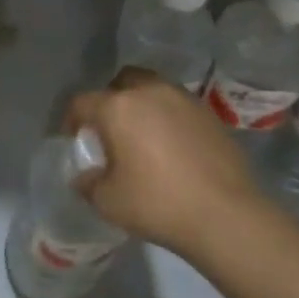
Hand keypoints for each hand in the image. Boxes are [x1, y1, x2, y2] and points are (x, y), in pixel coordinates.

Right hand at [66, 70, 264, 255]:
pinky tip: (171, 147)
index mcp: (118, 107)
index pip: (82, 102)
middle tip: (110, 130)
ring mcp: (184, 100)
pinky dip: (168, 118)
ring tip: (143, 136)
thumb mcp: (108, 201)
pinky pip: (178, 106)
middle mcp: (149, 92)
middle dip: (110, 101)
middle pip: (121, 82)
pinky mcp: (209, 115)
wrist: (226, 215)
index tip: (74, 139)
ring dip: (141, 105)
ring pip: (153, 89)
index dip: (71, 120)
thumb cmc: (158, 204)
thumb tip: (86, 176)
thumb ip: (89, 183)